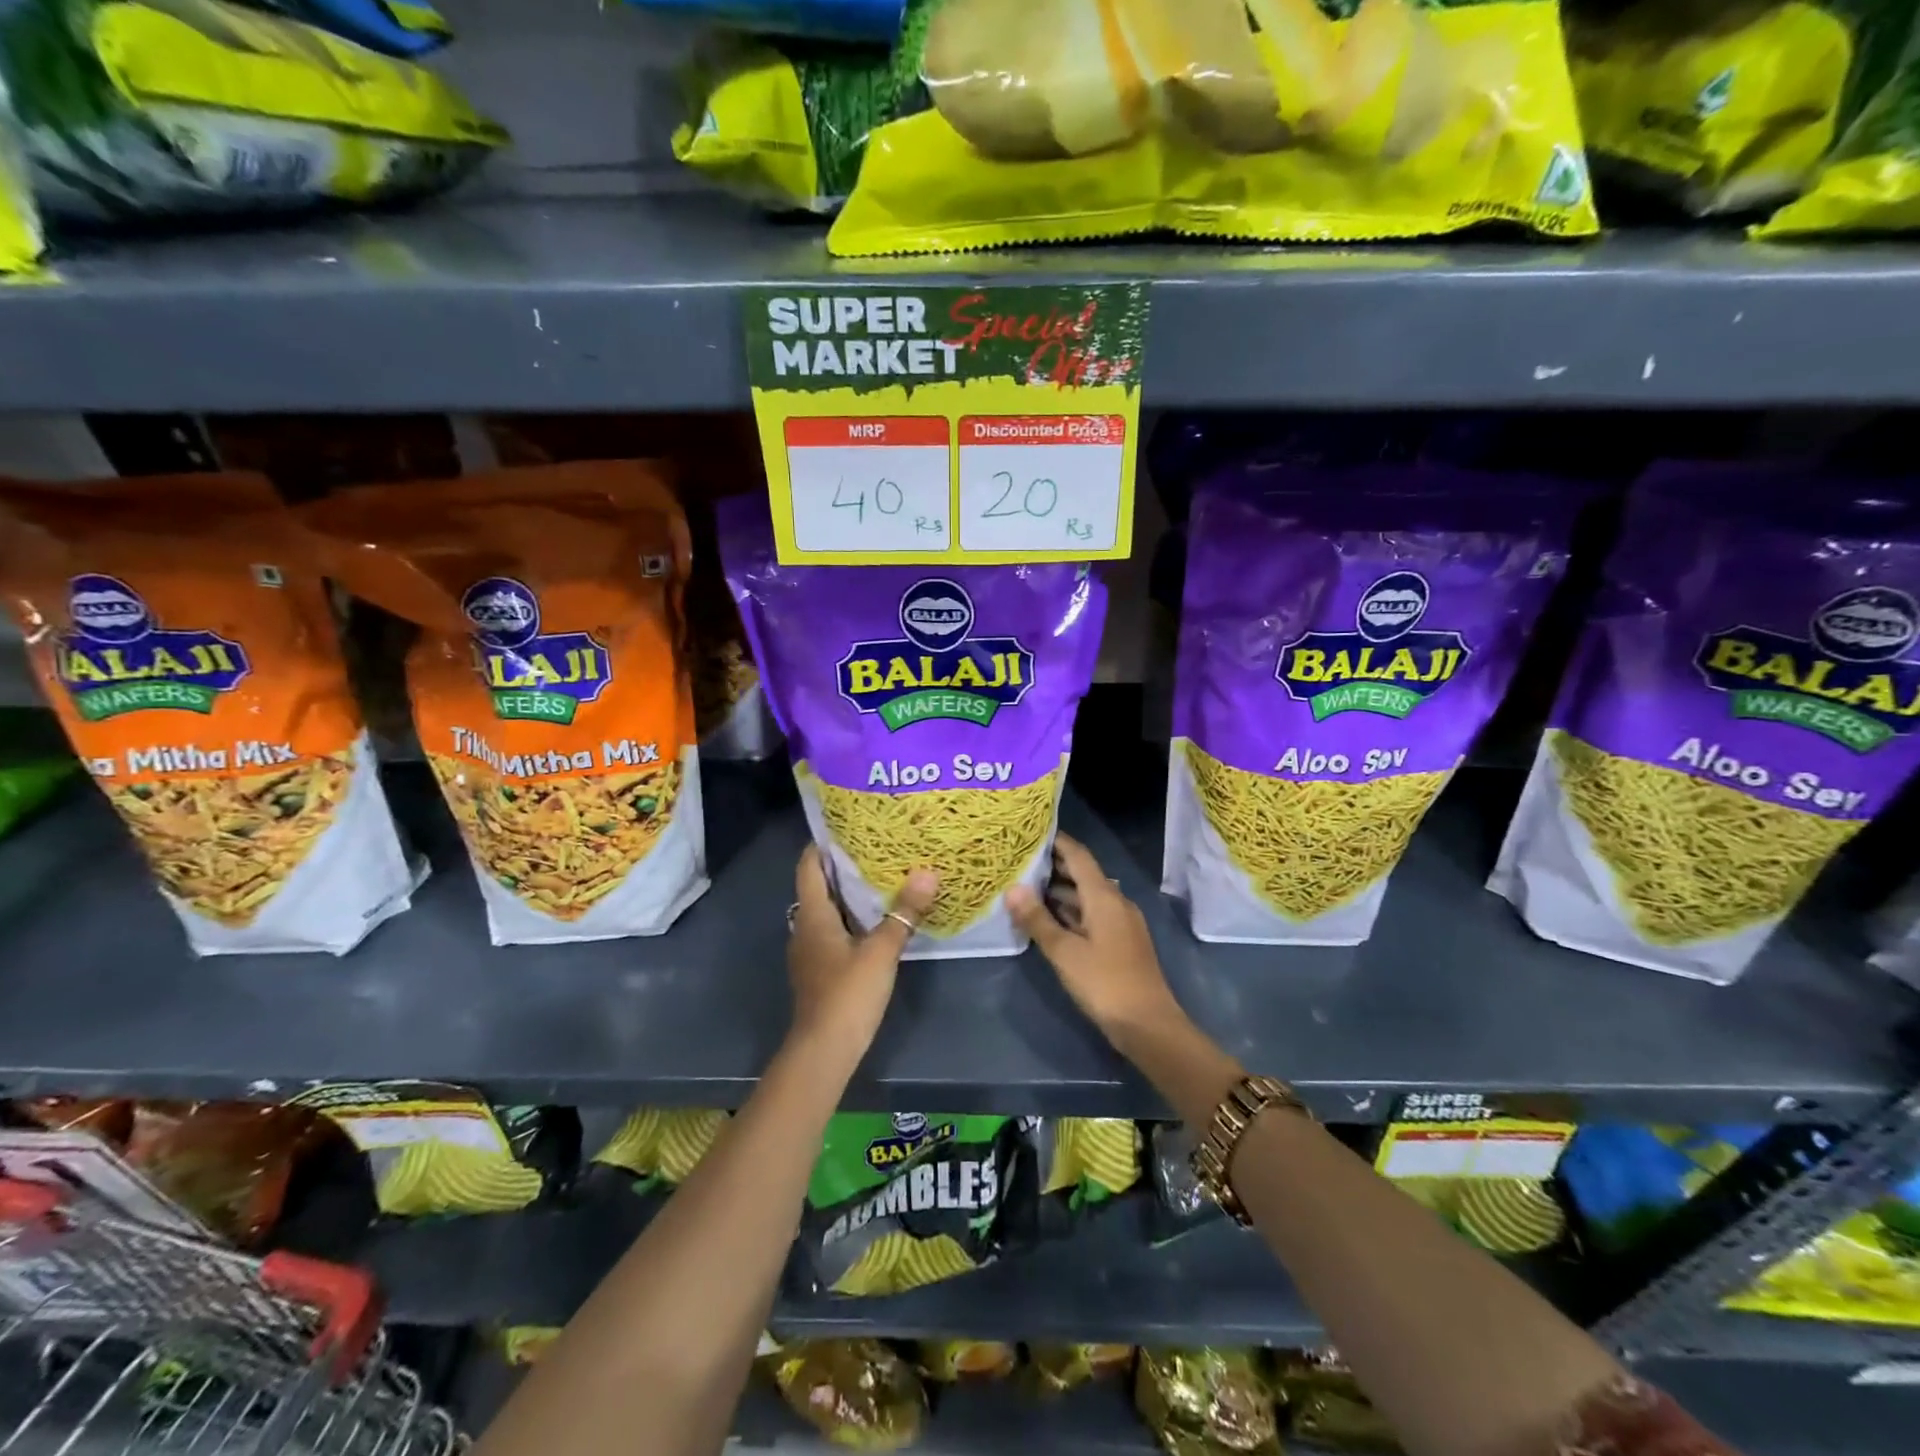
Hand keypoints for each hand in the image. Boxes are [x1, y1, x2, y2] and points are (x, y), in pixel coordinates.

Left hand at [788, 846, 937, 1051]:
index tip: (848, 826)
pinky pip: (833, 931)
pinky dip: (851, 919)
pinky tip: (877, 920)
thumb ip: (904, 912)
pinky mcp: (820, 970)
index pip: (809, 866)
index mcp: (813, 915)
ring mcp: (810, 951)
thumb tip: (927, 873)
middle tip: (877, 848)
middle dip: (844, 866)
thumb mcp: (882, 950)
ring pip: (827, 910)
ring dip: (849, 894)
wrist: (824, 1050)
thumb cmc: (848, 993)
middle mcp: (805, 927)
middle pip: (819, 886)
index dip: (823, 844)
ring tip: (882, 878)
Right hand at [1006, 833, 1182, 1047]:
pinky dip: (1071, 911)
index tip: (1031, 832)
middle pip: (1083, 874)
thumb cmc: (1104, 983)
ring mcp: (1121, 923)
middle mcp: (1116, 902)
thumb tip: (1012, 888)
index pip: (1078, 856)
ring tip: (1026, 888)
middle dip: (1054, 866)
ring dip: (1061, 891)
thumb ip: (1037, 919)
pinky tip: (1050, 920)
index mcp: (1104, 897)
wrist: (1148, 1025)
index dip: (1056, 841)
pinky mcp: (1122, 942)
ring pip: (1088, 896)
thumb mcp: (1064, 952)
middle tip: (1020, 860)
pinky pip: (1093, 914)